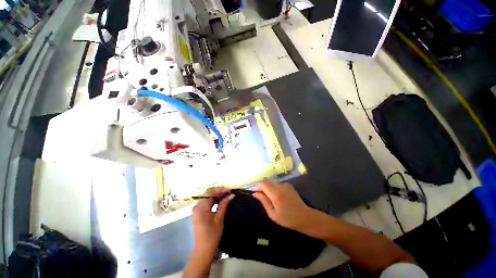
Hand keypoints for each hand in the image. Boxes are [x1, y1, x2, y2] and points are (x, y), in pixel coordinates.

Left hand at [191, 187, 233, 259]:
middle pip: (208, 193)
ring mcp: (196, 210)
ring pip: (207, 197)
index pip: (210, 192)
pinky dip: (213, 201)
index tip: (229, 190)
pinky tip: (220, 202)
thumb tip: (231, 195)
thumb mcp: (219, 219)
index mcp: (201, 207)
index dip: (220, 189)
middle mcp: (196, 206)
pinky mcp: (197, 213)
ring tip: (226, 196)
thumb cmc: (212, 235)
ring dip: (216, 196)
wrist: (203, 251)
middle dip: (219, 192)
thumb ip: (224, 205)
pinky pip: (205, 203)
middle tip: (229, 193)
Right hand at [253, 179, 318, 232]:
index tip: (256, 194)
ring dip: (268, 187)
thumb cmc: (287, 219)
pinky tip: (278, 197)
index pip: (262, 184)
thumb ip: (263, 201)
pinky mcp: (288, 185)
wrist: (305, 217)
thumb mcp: (272, 214)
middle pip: (266, 181)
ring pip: (272, 182)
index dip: (257, 187)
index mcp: (275, 193)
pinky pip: (277, 184)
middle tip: (263, 197)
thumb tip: (255, 193)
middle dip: (262, 187)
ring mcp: (285, 184)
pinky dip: (274, 188)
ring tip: (271, 198)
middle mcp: (280, 186)